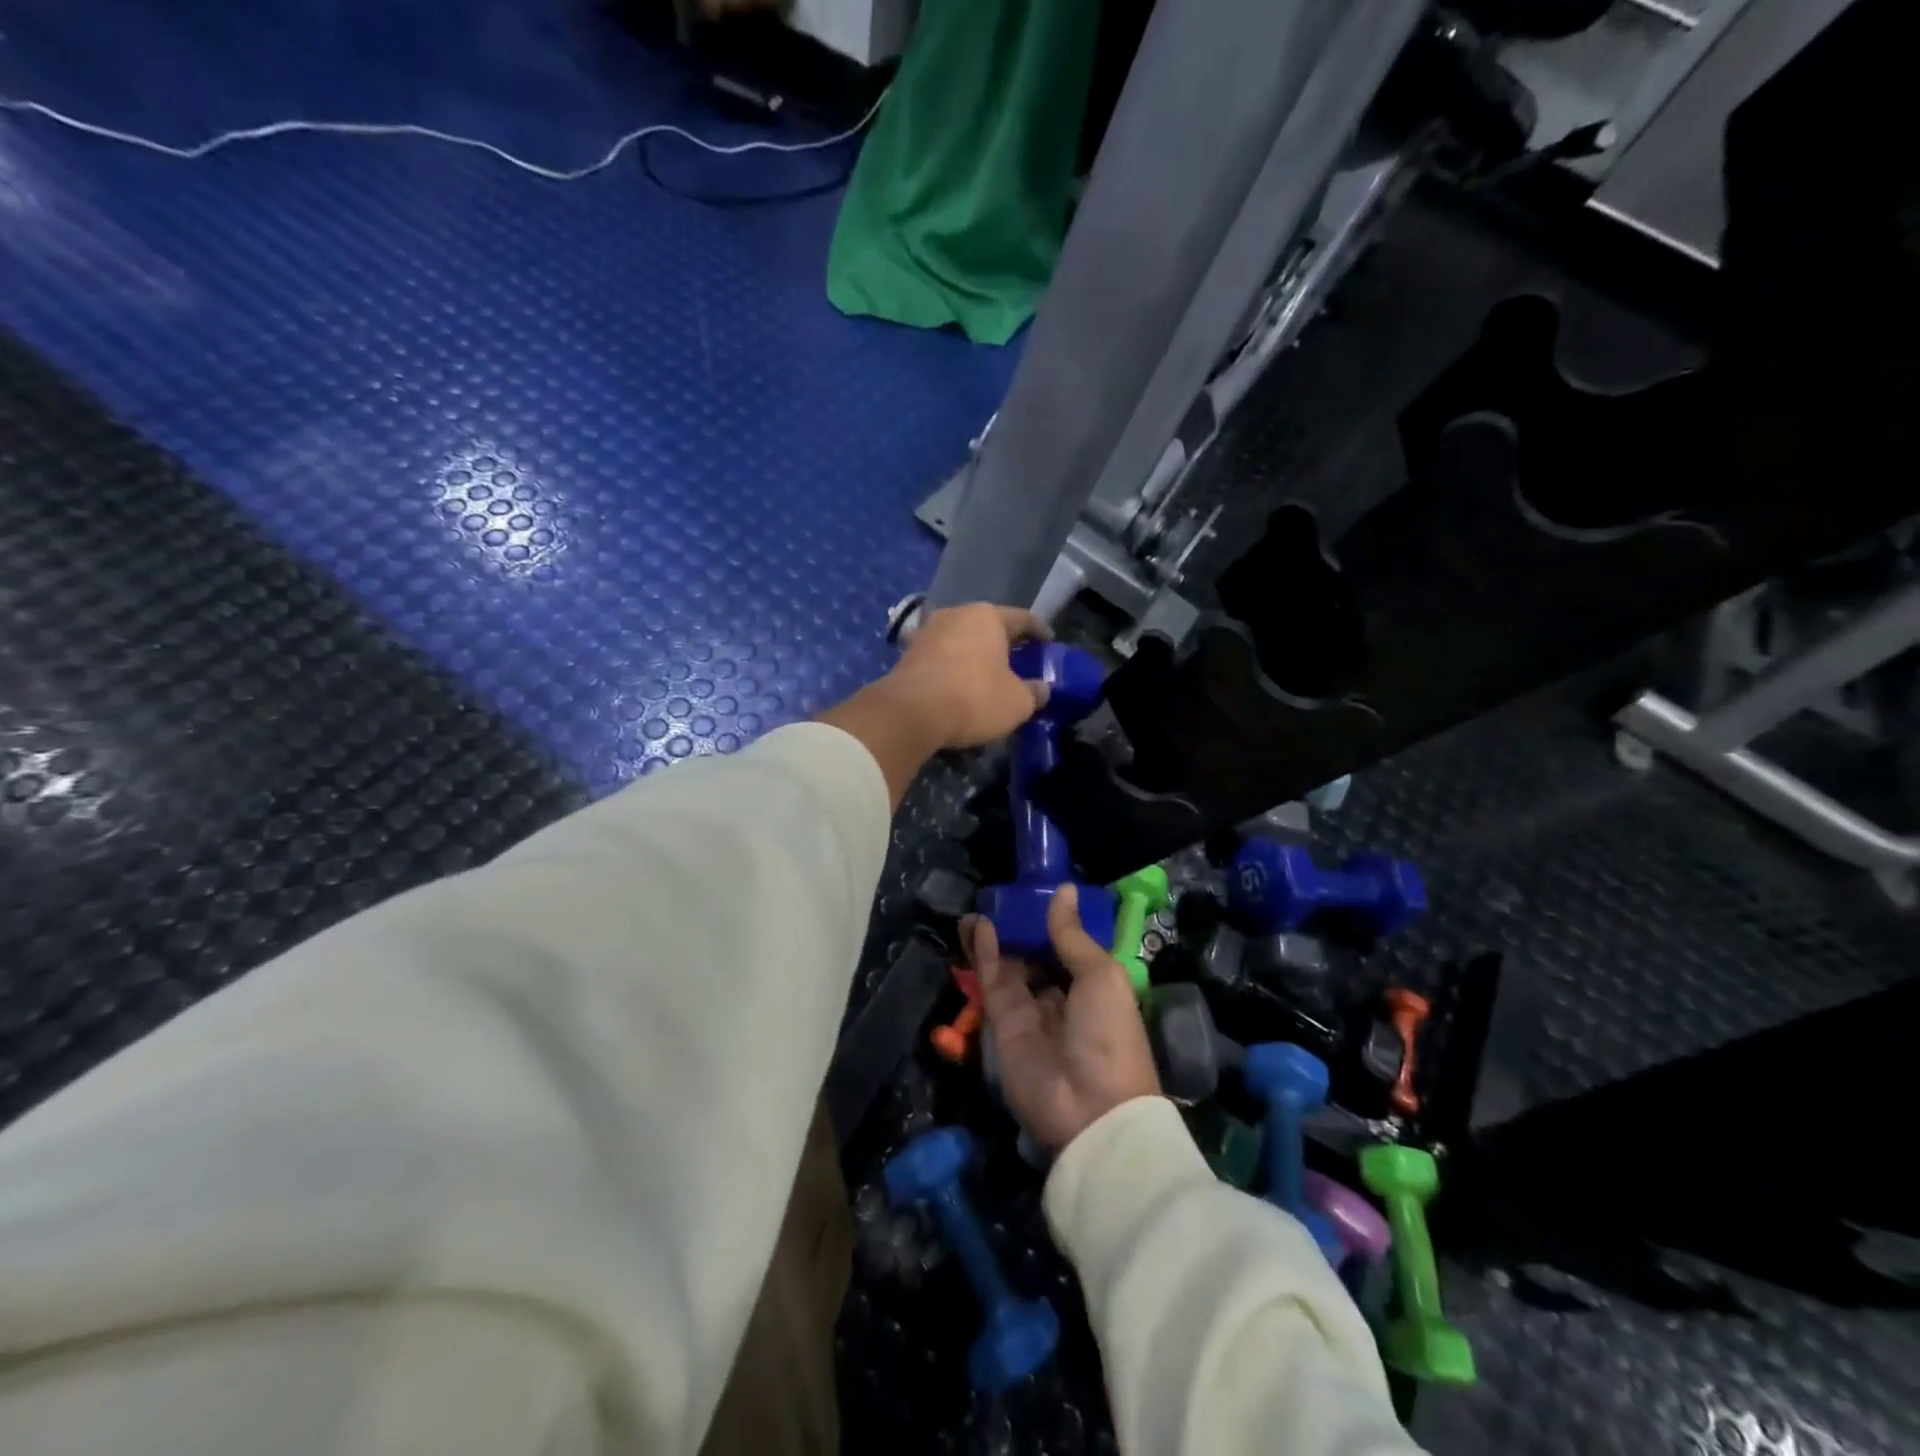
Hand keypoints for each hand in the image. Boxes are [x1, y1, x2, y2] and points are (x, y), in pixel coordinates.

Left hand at [885, 604, 1050, 751]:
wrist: (910, 713)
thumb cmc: (974, 698)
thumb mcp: (1017, 702)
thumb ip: (1034, 692)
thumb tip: (1042, 688)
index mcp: (987, 617)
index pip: (1022, 618)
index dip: (1039, 631)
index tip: (1049, 642)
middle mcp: (956, 615)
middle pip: (988, 626)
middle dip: (1004, 643)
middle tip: (1020, 659)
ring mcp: (927, 632)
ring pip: (962, 641)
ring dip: (976, 656)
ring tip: (989, 674)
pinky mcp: (907, 655)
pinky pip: (942, 658)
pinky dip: (955, 669)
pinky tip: (961, 686)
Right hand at [969, 886, 1161, 1154]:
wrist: (1090, 1109)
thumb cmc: (1110, 1034)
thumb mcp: (1101, 975)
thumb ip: (1072, 935)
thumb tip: (1065, 890)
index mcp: (1094, 987)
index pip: (1069, 948)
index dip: (1052, 922)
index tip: (1036, 893)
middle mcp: (1062, 997)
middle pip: (1036, 955)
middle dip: (1020, 928)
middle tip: (1003, 896)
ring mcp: (1030, 1011)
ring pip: (1009, 965)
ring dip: (997, 936)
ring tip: (983, 905)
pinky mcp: (1003, 1024)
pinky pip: (993, 980)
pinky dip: (985, 952)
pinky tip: (978, 925)